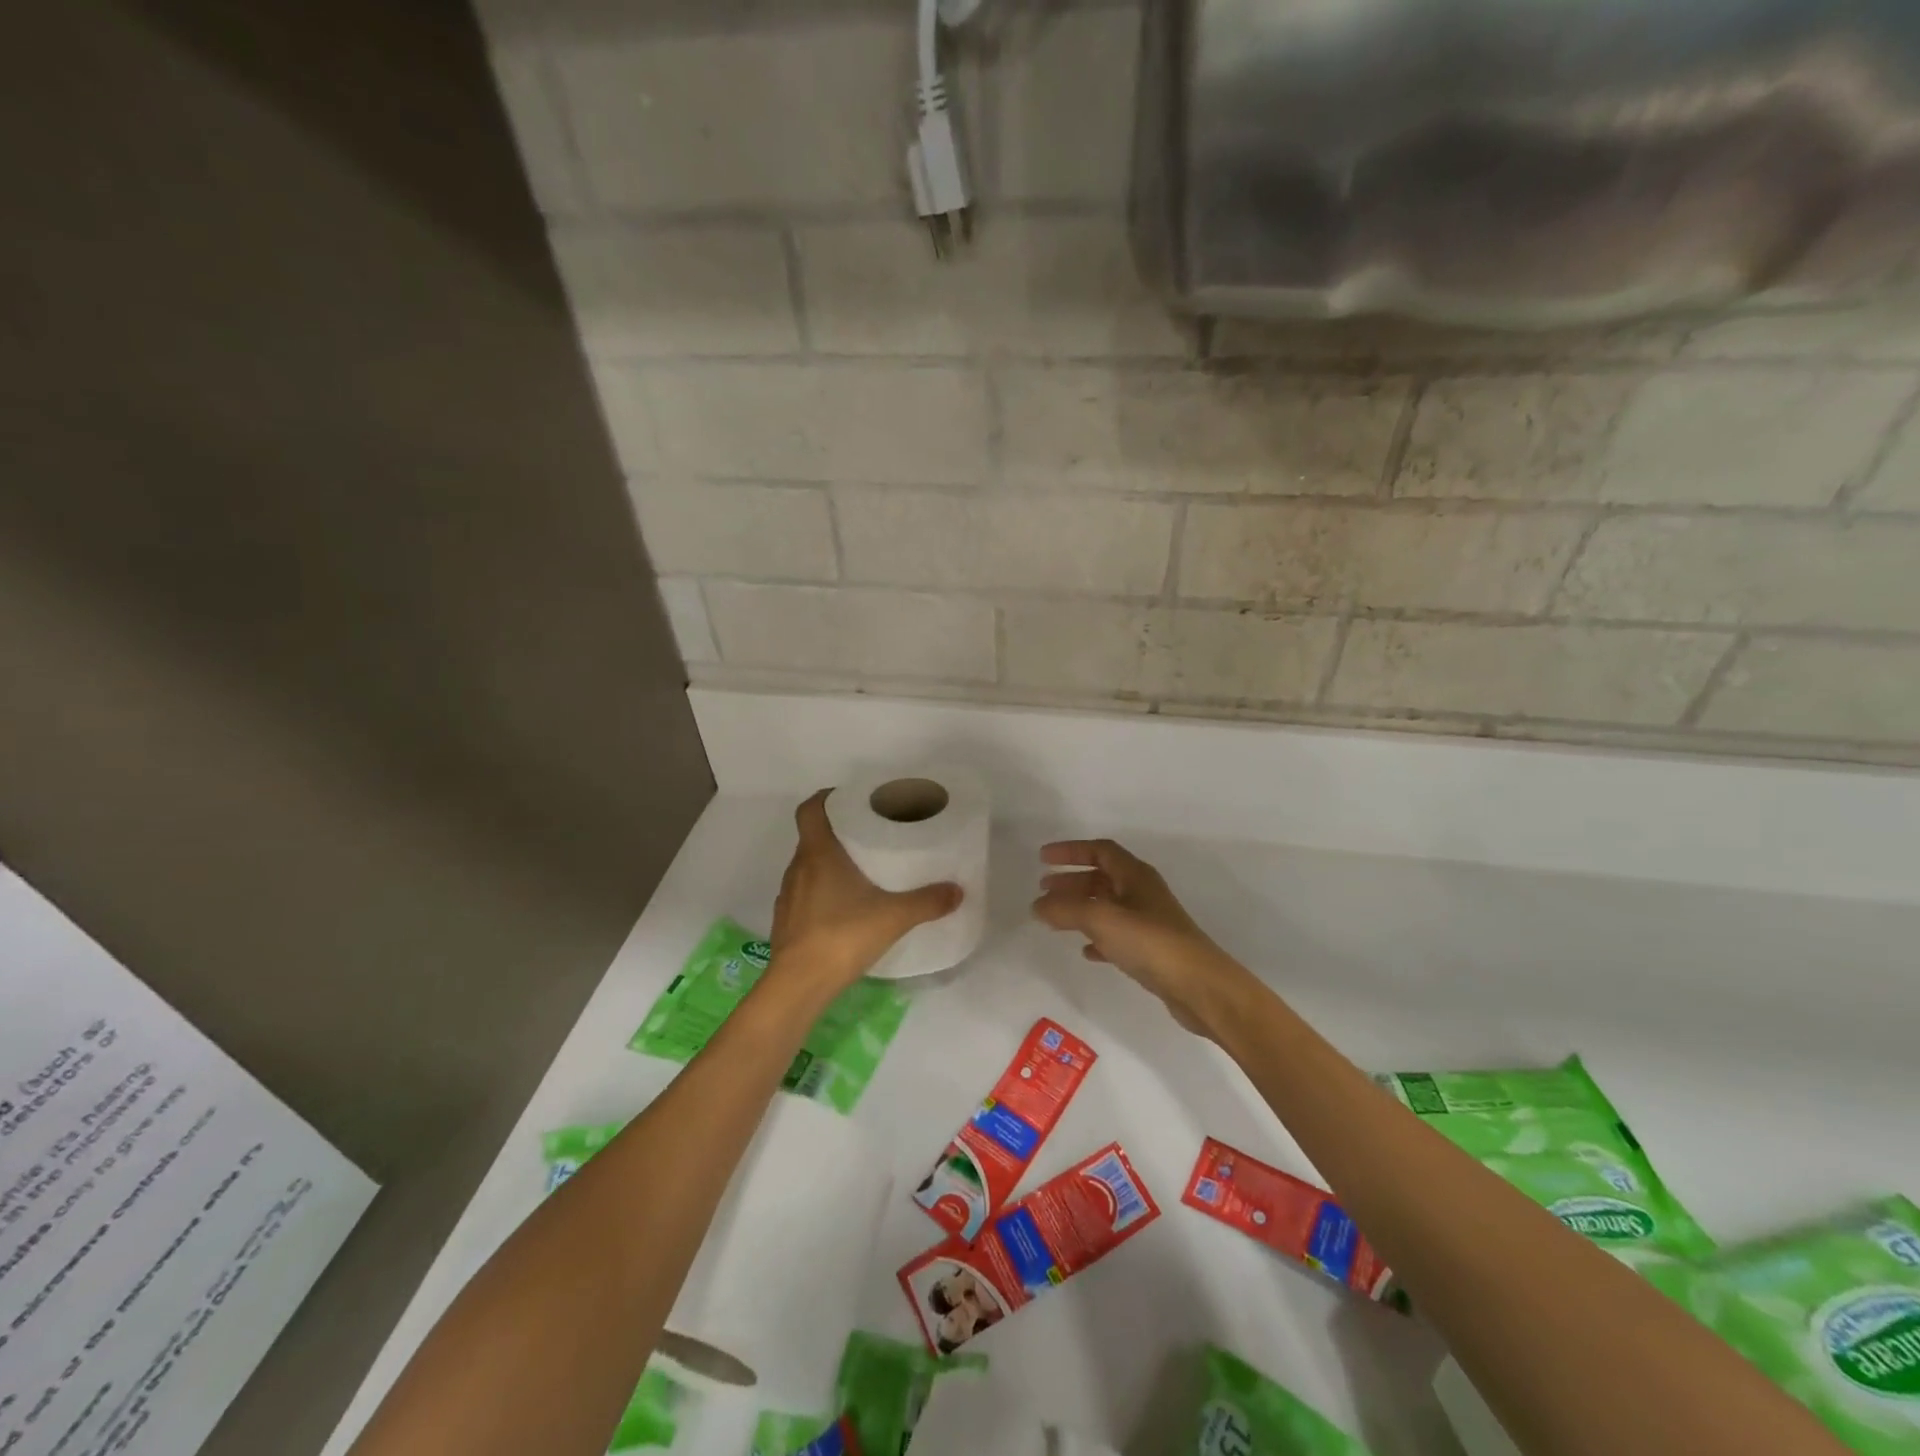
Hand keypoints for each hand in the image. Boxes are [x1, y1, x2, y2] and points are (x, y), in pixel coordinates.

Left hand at [769, 790, 962, 993]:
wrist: (799, 984)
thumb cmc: (843, 935)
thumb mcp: (894, 917)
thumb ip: (927, 902)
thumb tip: (958, 891)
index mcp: (818, 854)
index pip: (810, 809)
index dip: (825, 798)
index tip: (847, 799)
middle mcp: (798, 868)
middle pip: (812, 837)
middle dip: (836, 833)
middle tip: (866, 836)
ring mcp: (787, 896)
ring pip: (807, 867)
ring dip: (828, 865)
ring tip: (859, 873)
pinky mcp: (785, 922)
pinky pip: (803, 895)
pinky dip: (820, 893)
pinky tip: (843, 909)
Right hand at [1032, 839, 1250, 1037]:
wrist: (1199, 987)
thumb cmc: (1150, 942)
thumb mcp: (1101, 919)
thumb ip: (1065, 909)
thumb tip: (1037, 905)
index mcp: (1135, 875)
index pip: (1099, 850)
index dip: (1070, 851)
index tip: (1043, 859)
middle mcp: (1143, 893)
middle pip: (1102, 877)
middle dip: (1071, 881)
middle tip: (1043, 890)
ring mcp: (1149, 922)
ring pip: (1108, 906)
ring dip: (1080, 908)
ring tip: (1055, 919)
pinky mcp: (1152, 951)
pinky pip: (1117, 936)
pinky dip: (1097, 938)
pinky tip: (1085, 951)